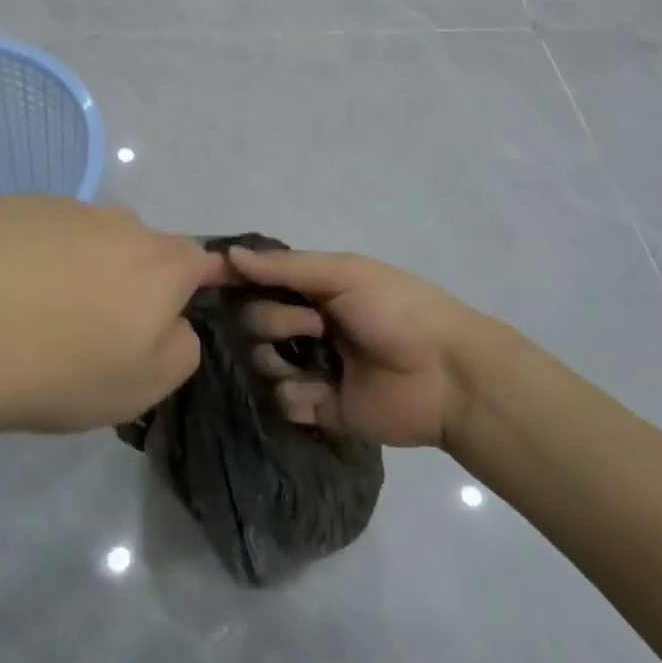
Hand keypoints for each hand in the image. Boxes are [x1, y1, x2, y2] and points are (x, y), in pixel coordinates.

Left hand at [0, 196, 214, 436]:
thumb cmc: (59, 370)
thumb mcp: (145, 386)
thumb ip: (181, 347)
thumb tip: (173, 321)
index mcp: (161, 264)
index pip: (199, 260)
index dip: (191, 284)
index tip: (167, 313)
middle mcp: (120, 223)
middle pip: (141, 246)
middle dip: (130, 278)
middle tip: (93, 326)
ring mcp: (64, 207)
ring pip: (90, 235)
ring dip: (81, 263)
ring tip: (37, 309)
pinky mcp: (14, 206)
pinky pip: (42, 228)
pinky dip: (35, 252)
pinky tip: (2, 287)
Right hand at [228, 246, 496, 448]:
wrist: (447, 375)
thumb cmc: (397, 311)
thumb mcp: (344, 274)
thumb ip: (286, 267)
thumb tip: (228, 255)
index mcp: (313, 289)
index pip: (259, 281)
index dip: (238, 281)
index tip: (214, 281)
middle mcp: (306, 324)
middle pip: (253, 321)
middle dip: (276, 321)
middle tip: (316, 326)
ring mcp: (311, 366)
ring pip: (261, 361)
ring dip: (280, 359)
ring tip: (321, 364)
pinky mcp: (320, 407)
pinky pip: (282, 401)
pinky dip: (297, 396)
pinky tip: (324, 394)